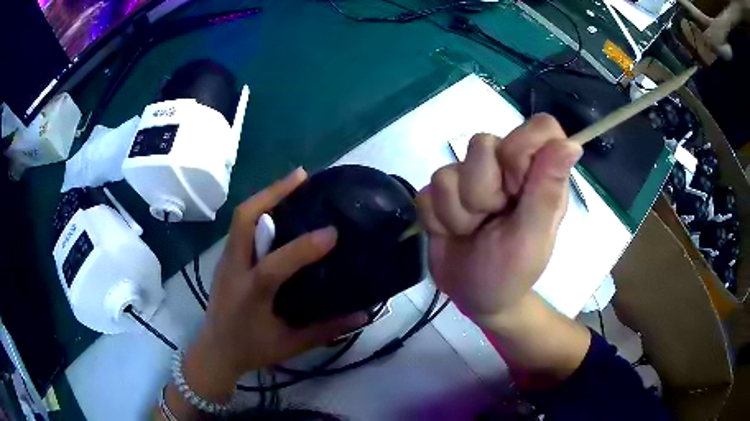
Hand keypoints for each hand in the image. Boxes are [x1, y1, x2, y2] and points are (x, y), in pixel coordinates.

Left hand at [182, 168, 366, 401]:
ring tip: (294, 184)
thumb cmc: (252, 349)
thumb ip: (326, 330)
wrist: (215, 350)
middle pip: (244, 219)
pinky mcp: (225, 259)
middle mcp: (234, 270)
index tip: (333, 233)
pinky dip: (260, 210)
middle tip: (302, 177)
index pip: (275, 266)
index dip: (304, 247)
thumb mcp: (291, 345)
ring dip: (266, 196)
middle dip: (273, 192)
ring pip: (241, 217)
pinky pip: (241, 226)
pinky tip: (278, 209)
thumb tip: (363, 314)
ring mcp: (226, 261)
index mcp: (250, 294)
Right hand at [416, 115, 581, 324]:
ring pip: (448, 169)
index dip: (522, 149)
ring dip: (457, 211)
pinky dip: (437, 219)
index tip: (515, 187)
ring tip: (471, 231)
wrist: (475, 298)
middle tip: (492, 219)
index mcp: (539, 174)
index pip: (539, 128)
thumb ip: (547, 190)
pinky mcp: (442, 194)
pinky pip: (427, 191)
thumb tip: (572, 144)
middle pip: (482, 143)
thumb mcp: (532, 237)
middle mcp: (506, 167)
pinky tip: (451, 233)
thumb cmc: (512, 272)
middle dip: (481, 191)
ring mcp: (470, 178)